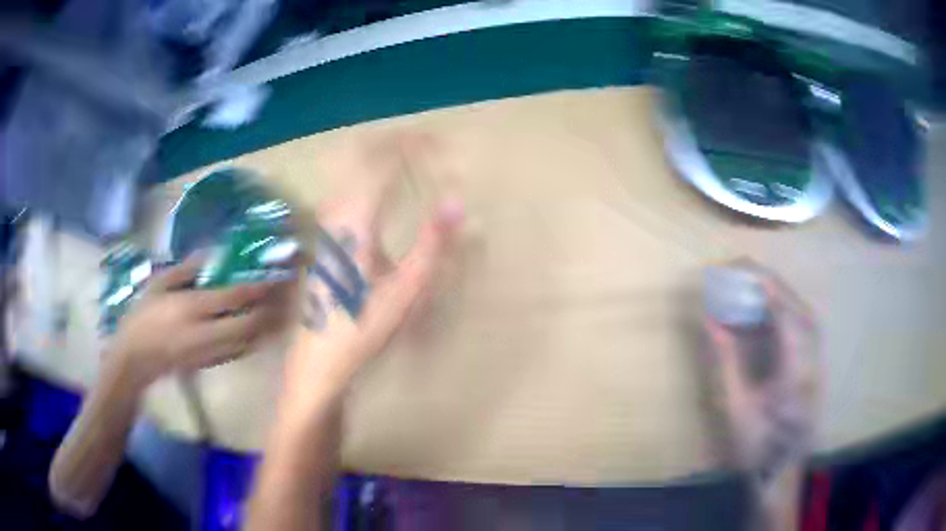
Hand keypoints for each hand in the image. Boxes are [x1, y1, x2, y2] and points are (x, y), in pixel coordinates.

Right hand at [108, 254, 293, 385]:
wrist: (135, 358)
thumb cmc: (144, 315)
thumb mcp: (160, 283)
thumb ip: (188, 269)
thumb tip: (214, 254)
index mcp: (191, 309)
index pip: (233, 298)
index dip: (257, 287)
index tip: (274, 274)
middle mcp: (206, 334)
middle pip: (249, 325)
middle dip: (269, 309)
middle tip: (281, 292)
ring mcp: (210, 354)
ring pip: (248, 342)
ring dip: (266, 325)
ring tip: (278, 306)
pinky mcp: (211, 365)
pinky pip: (240, 352)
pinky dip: (254, 339)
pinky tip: (258, 325)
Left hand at [284, 134, 463, 405]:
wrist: (318, 360)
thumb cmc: (362, 329)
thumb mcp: (405, 292)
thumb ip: (432, 244)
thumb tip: (457, 202)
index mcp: (355, 221)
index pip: (384, 161)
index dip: (414, 145)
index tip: (444, 144)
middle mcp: (335, 212)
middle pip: (360, 153)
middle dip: (395, 142)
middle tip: (429, 144)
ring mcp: (326, 223)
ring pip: (349, 168)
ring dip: (381, 155)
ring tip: (412, 157)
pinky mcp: (325, 236)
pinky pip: (346, 186)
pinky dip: (369, 174)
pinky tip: (384, 188)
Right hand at [703, 266, 820, 498]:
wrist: (779, 473)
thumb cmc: (755, 446)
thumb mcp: (736, 407)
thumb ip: (726, 359)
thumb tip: (711, 320)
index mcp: (794, 374)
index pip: (786, 316)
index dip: (765, 288)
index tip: (739, 270)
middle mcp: (812, 363)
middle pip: (800, 309)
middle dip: (773, 284)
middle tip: (744, 272)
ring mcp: (817, 365)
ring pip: (805, 316)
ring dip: (781, 296)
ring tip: (755, 289)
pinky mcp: (815, 368)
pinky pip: (805, 330)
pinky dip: (787, 314)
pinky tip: (770, 317)